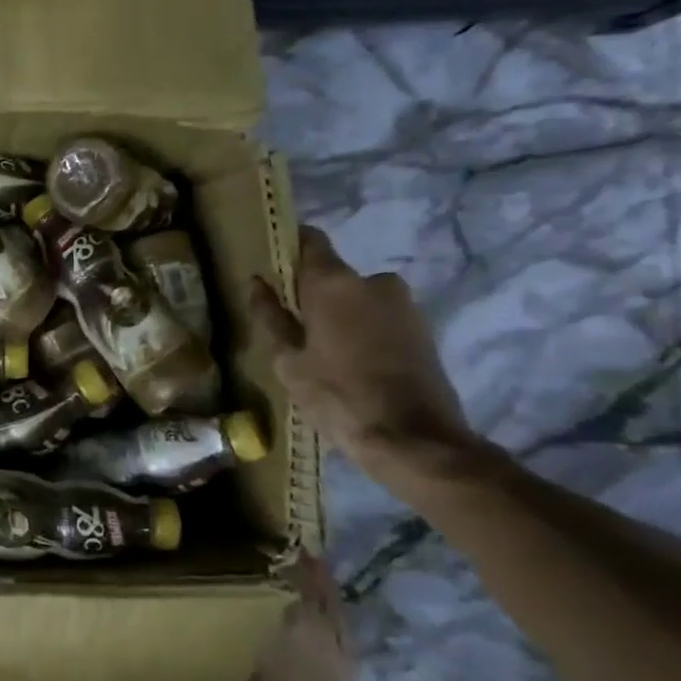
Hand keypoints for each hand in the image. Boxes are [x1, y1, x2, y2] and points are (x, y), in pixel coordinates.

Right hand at [247, 226, 471, 468]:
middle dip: (311, 293)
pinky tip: (352, 363)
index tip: (271, 266)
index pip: (309, 240)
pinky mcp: (423, 328)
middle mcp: (373, 280)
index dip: (288, 247)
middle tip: (292, 327)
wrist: (415, 440)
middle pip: (332, 274)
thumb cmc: (338, 396)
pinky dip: (363, 330)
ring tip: (323, 352)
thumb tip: (257, 283)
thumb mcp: (288, 361)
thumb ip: (270, 316)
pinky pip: (380, 317)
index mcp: (334, 283)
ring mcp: (404, 303)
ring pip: (357, 298)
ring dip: (339, 314)